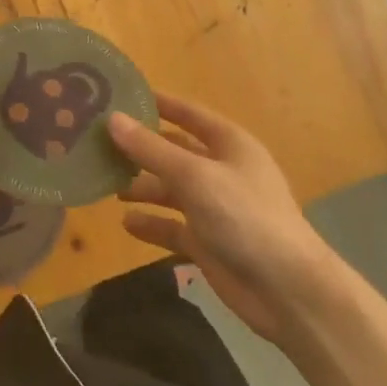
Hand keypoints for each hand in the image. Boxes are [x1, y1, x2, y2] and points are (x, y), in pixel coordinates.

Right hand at [109, 94, 337, 342]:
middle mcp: (222, 170)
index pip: (188, 113)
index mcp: (229, 144)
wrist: (287, 291)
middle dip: (141, 148)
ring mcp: (215, 208)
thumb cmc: (245, 217)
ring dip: (142, 186)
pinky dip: (152, 223)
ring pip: (170, 188)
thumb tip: (112, 119)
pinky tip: (126, 223)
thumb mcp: (194, 176)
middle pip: (174, 151)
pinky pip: (172, 226)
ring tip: (107, 185)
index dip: (158, 103)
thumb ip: (151, 149)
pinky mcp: (208, 242)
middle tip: (99, 143)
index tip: (121, 94)